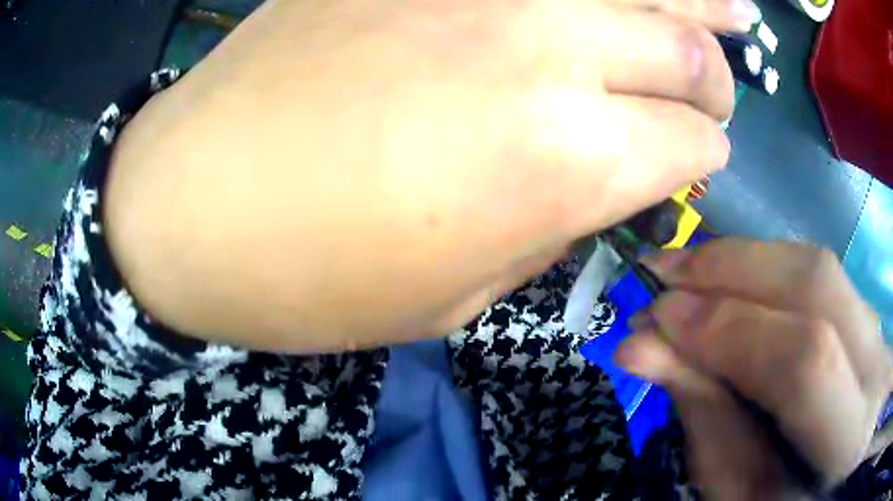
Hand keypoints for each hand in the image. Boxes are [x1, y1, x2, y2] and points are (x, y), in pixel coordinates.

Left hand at [106, 0, 752, 350]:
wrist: (190, 209)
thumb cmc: (308, 281)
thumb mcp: (453, 298)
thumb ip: (552, 225)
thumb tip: (610, 177)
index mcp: (566, 164)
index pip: (690, 145)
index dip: (705, 156)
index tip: (700, 158)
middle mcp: (551, 51)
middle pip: (686, 50)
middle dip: (714, 76)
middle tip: (716, 87)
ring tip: (731, 9)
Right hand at [615, 239, 890, 498]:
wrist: (840, 477)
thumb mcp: (742, 495)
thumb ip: (707, 425)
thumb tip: (644, 350)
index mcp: (851, 437)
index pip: (806, 363)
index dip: (730, 332)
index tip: (655, 321)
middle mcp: (877, 367)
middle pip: (816, 284)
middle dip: (730, 270)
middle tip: (659, 277)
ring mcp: (879, 332)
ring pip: (817, 267)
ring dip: (741, 261)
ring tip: (684, 273)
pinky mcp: (870, 315)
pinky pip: (817, 275)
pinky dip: (764, 271)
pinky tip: (730, 283)